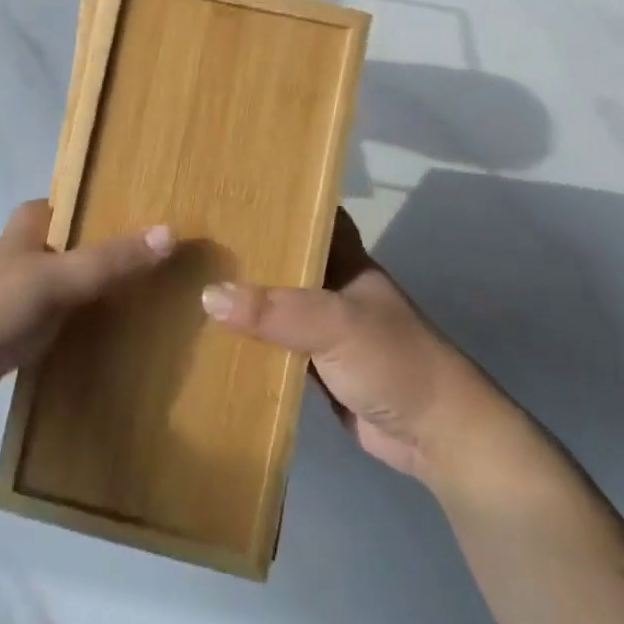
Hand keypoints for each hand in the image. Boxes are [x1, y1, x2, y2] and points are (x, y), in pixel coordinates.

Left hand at [0, 200, 174, 433]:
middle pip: (77, 245)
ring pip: (70, 286)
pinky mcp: (16, 336)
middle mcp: (24, 256)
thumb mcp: (52, 281)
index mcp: (28, 229)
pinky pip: (61, 324)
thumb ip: (108, 260)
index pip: (73, 203)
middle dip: (112, 252)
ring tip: (155, 300)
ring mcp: (18, 298)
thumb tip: (170, 233)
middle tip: (164, 261)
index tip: (148, 213)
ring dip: (101, 292)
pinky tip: (118, 341)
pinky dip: (85, 328)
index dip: (106, 204)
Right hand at [199, 210, 506, 481]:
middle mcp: (332, 286)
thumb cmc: (393, 359)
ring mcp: (324, 329)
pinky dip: (250, 343)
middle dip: (247, 251)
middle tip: (192, 237)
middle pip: (285, 260)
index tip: (231, 189)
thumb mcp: (334, 323)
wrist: (436, 434)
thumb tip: (208, 295)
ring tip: (188, 280)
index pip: (309, 215)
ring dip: (244, 299)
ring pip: (276, 305)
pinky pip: (276, 347)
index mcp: (344, 259)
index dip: (277, 201)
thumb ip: (274, 310)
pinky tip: (211, 338)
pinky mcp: (317, 368)